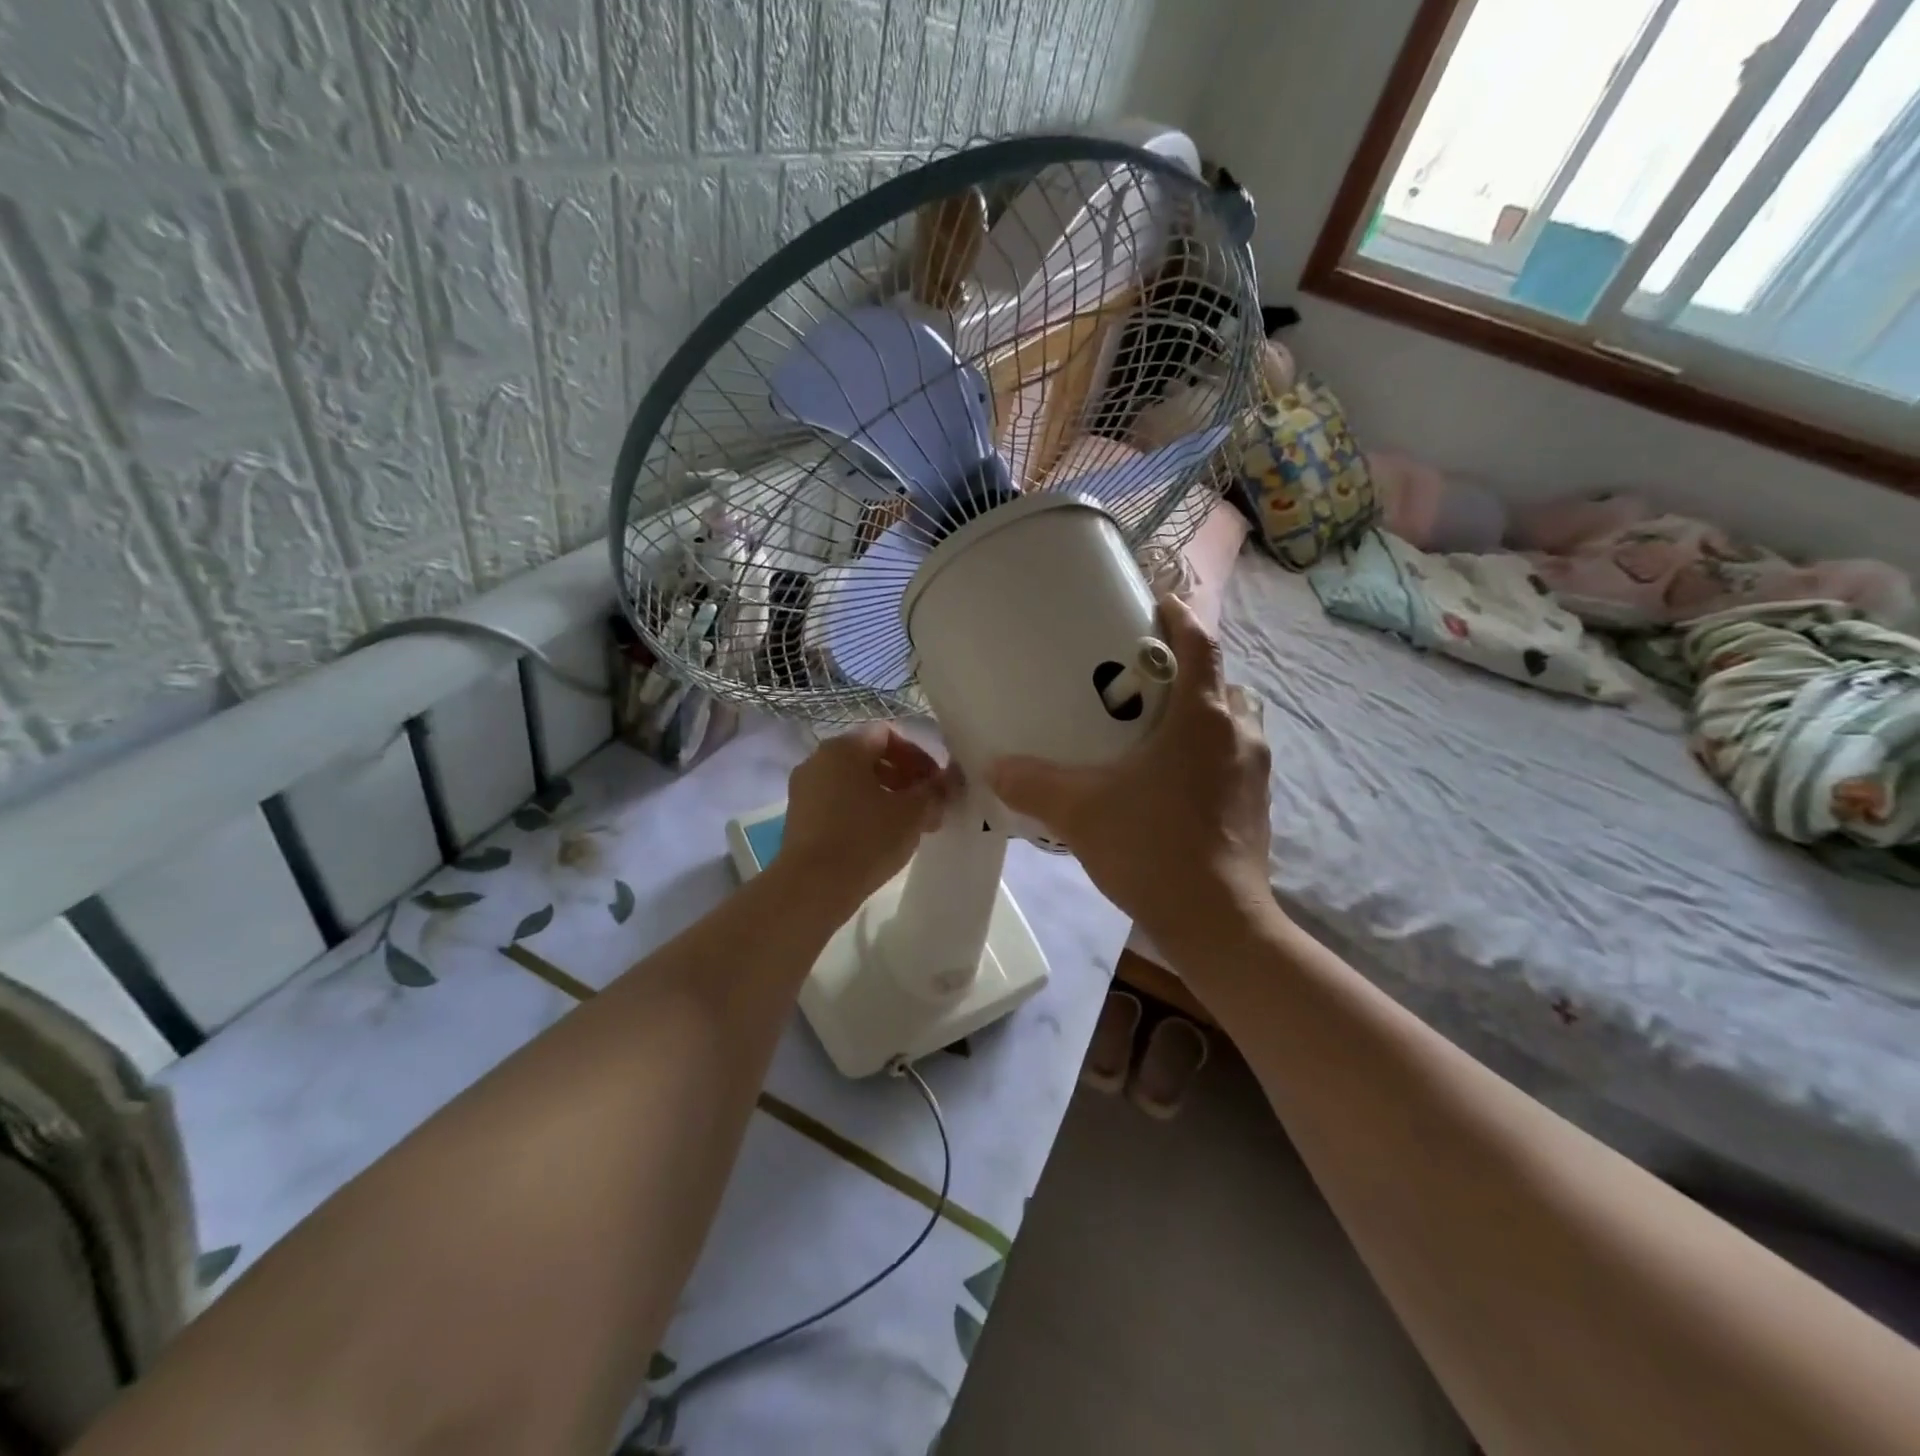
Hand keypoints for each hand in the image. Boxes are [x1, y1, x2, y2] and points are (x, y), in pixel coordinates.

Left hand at [774, 724, 952, 918]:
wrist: (811, 888)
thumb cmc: (866, 840)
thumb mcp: (912, 813)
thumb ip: (935, 790)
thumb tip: (950, 779)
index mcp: (843, 748)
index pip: (888, 734)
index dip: (918, 755)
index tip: (936, 783)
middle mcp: (818, 760)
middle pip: (870, 757)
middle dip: (904, 778)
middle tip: (927, 806)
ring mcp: (804, 789)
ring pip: (854, 782)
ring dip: (886, 796)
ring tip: (909, 826)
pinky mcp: (799, 818)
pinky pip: (838, 802)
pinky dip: (863, 811)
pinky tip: (881, 839)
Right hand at [989, 593, 1273, 962]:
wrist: (1216, 922)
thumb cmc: (1152, 848)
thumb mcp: (1080, 812)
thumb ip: (1033, 784)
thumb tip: (993, 766)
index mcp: (1202, 718)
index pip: (1200, 645)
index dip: (1180, 616)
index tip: (1158, 602)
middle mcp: (1238, 734)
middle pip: (1222, 681)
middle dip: (1190, 671)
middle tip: (1147, 679)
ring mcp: (1254, 772)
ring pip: (1235, 721)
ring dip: (1206, 713)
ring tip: (1161, 728)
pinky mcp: (1257, 805)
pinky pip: (1235, 758)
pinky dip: (1210, 752)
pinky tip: (1173, 781)